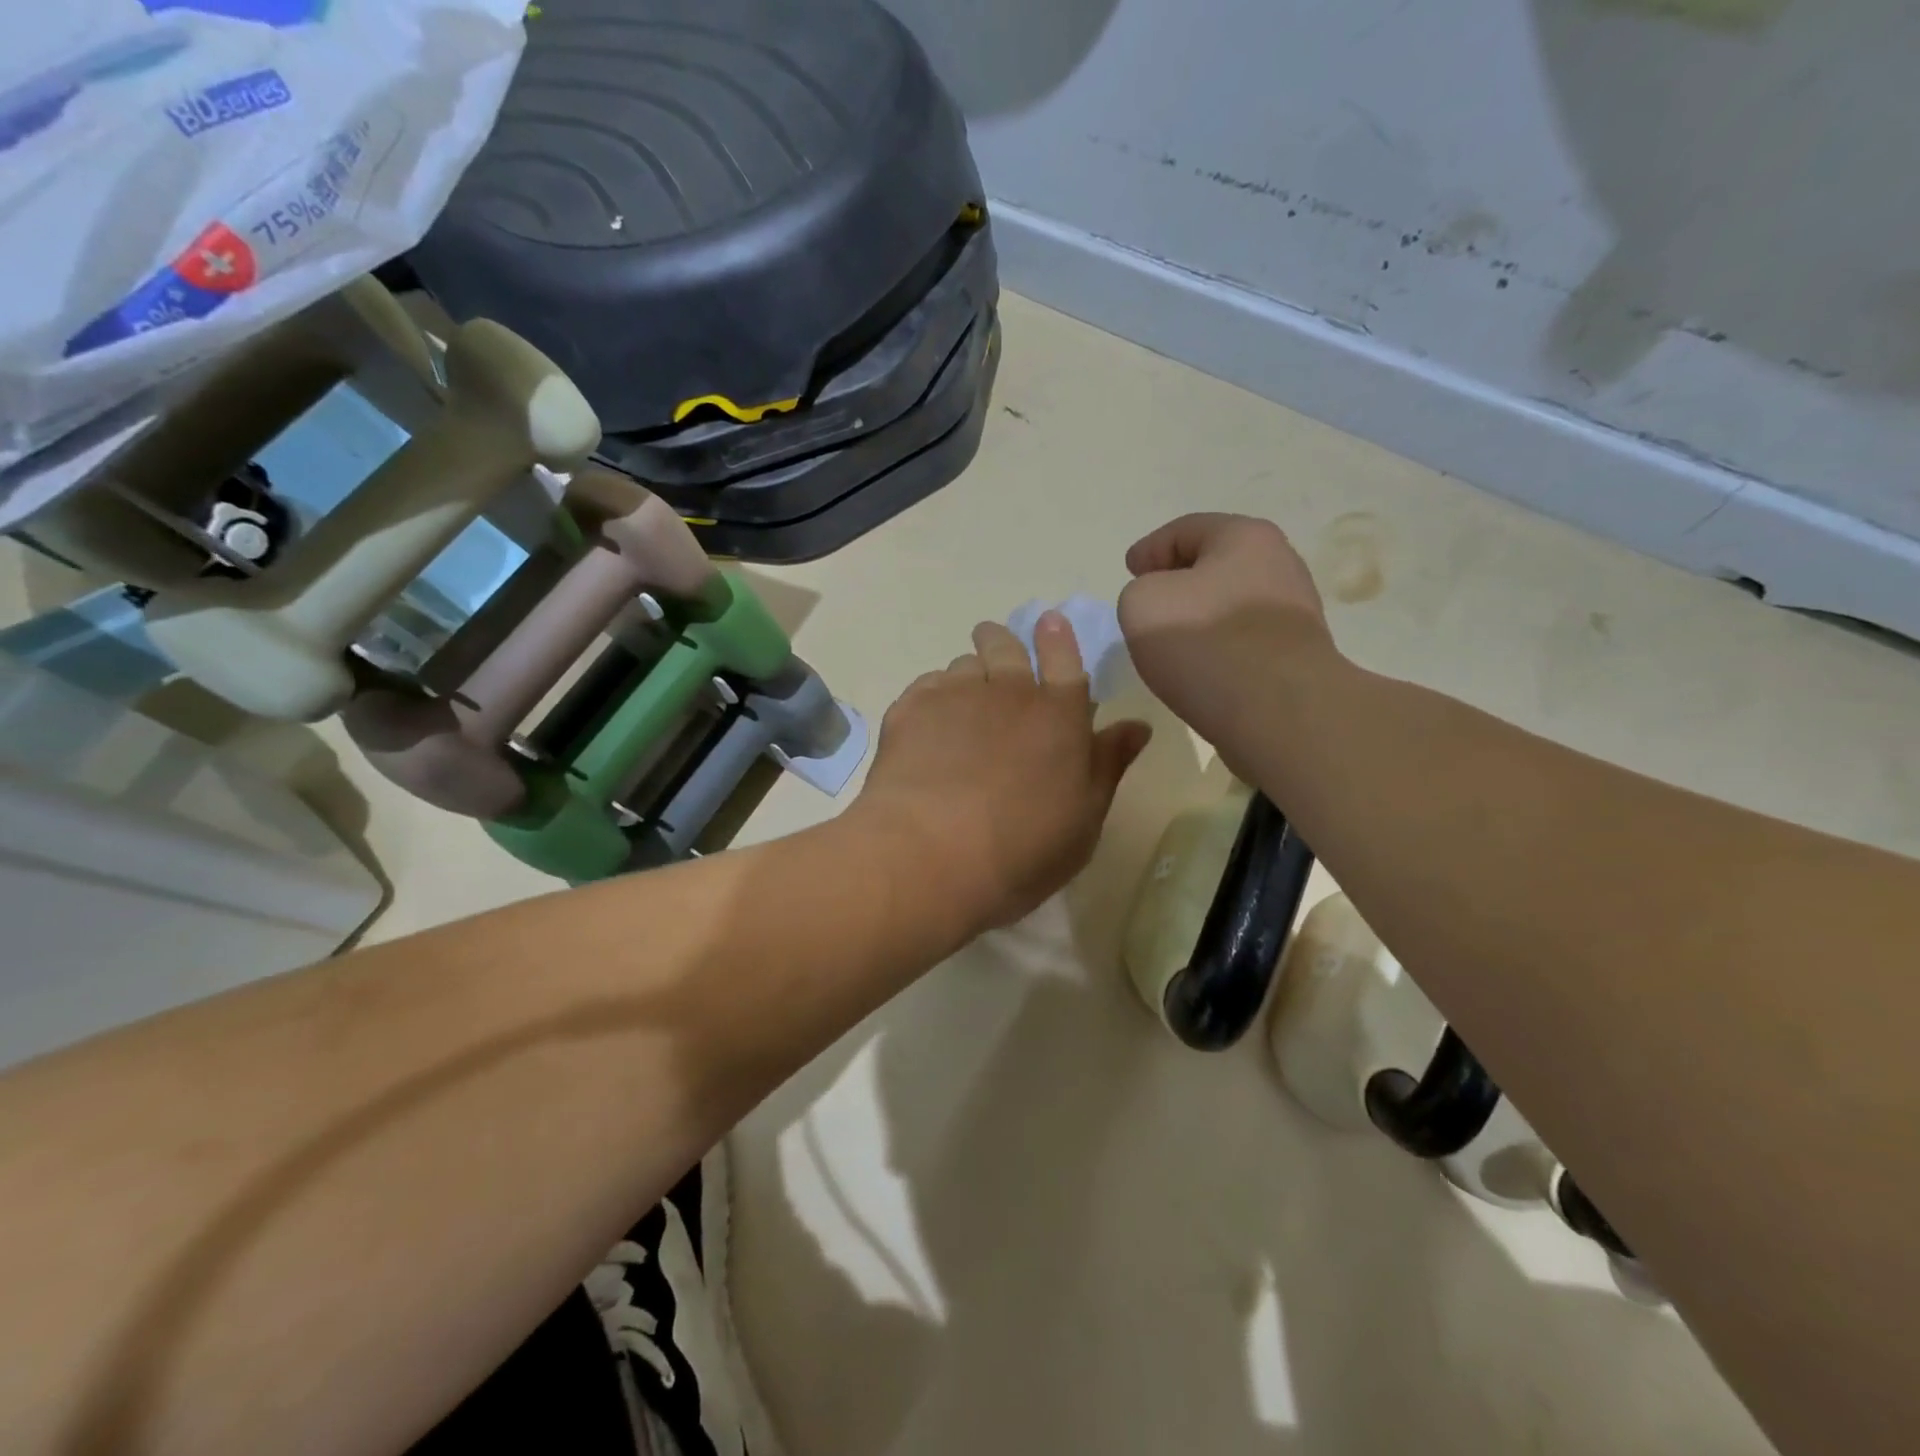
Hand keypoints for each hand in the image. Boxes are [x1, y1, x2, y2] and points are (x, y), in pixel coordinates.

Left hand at [852, 614, 1150, 938]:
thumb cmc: (1022, 848)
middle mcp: (1008, 690)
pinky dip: (933, 696)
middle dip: (1002, 642)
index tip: (1049, 622)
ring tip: (962, 702)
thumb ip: (1108, 764)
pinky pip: (927, 685)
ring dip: (969, 674)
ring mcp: (955, 694)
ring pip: (964, 665)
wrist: (931, 854)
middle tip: (996, 650)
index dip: (1057, 637)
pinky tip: (929, 725)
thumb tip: (1137, 726)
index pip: (1063, 656)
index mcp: (1059, 714)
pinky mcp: (910, 708)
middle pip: (1005, 645)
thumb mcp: (1083, 819)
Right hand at [1118, 513, 1340, 764]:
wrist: (1280, 711)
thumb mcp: (1141, 604)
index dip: (1149, 549)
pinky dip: (1219, 646)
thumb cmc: (1205, 644)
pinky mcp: (1298, 654)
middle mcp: (1279, 563)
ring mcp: (1295, 610)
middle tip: (1148, 604)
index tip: (1130, 572)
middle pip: (1214, 564)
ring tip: (1173, 643)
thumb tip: (1164, 604)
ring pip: (1230, 603)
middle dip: (1179, 580)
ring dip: (1200, 617)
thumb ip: (1139, 591)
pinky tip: (1203, 669)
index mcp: (1243, 537)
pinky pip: (1245, 640)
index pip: (1184, 530)